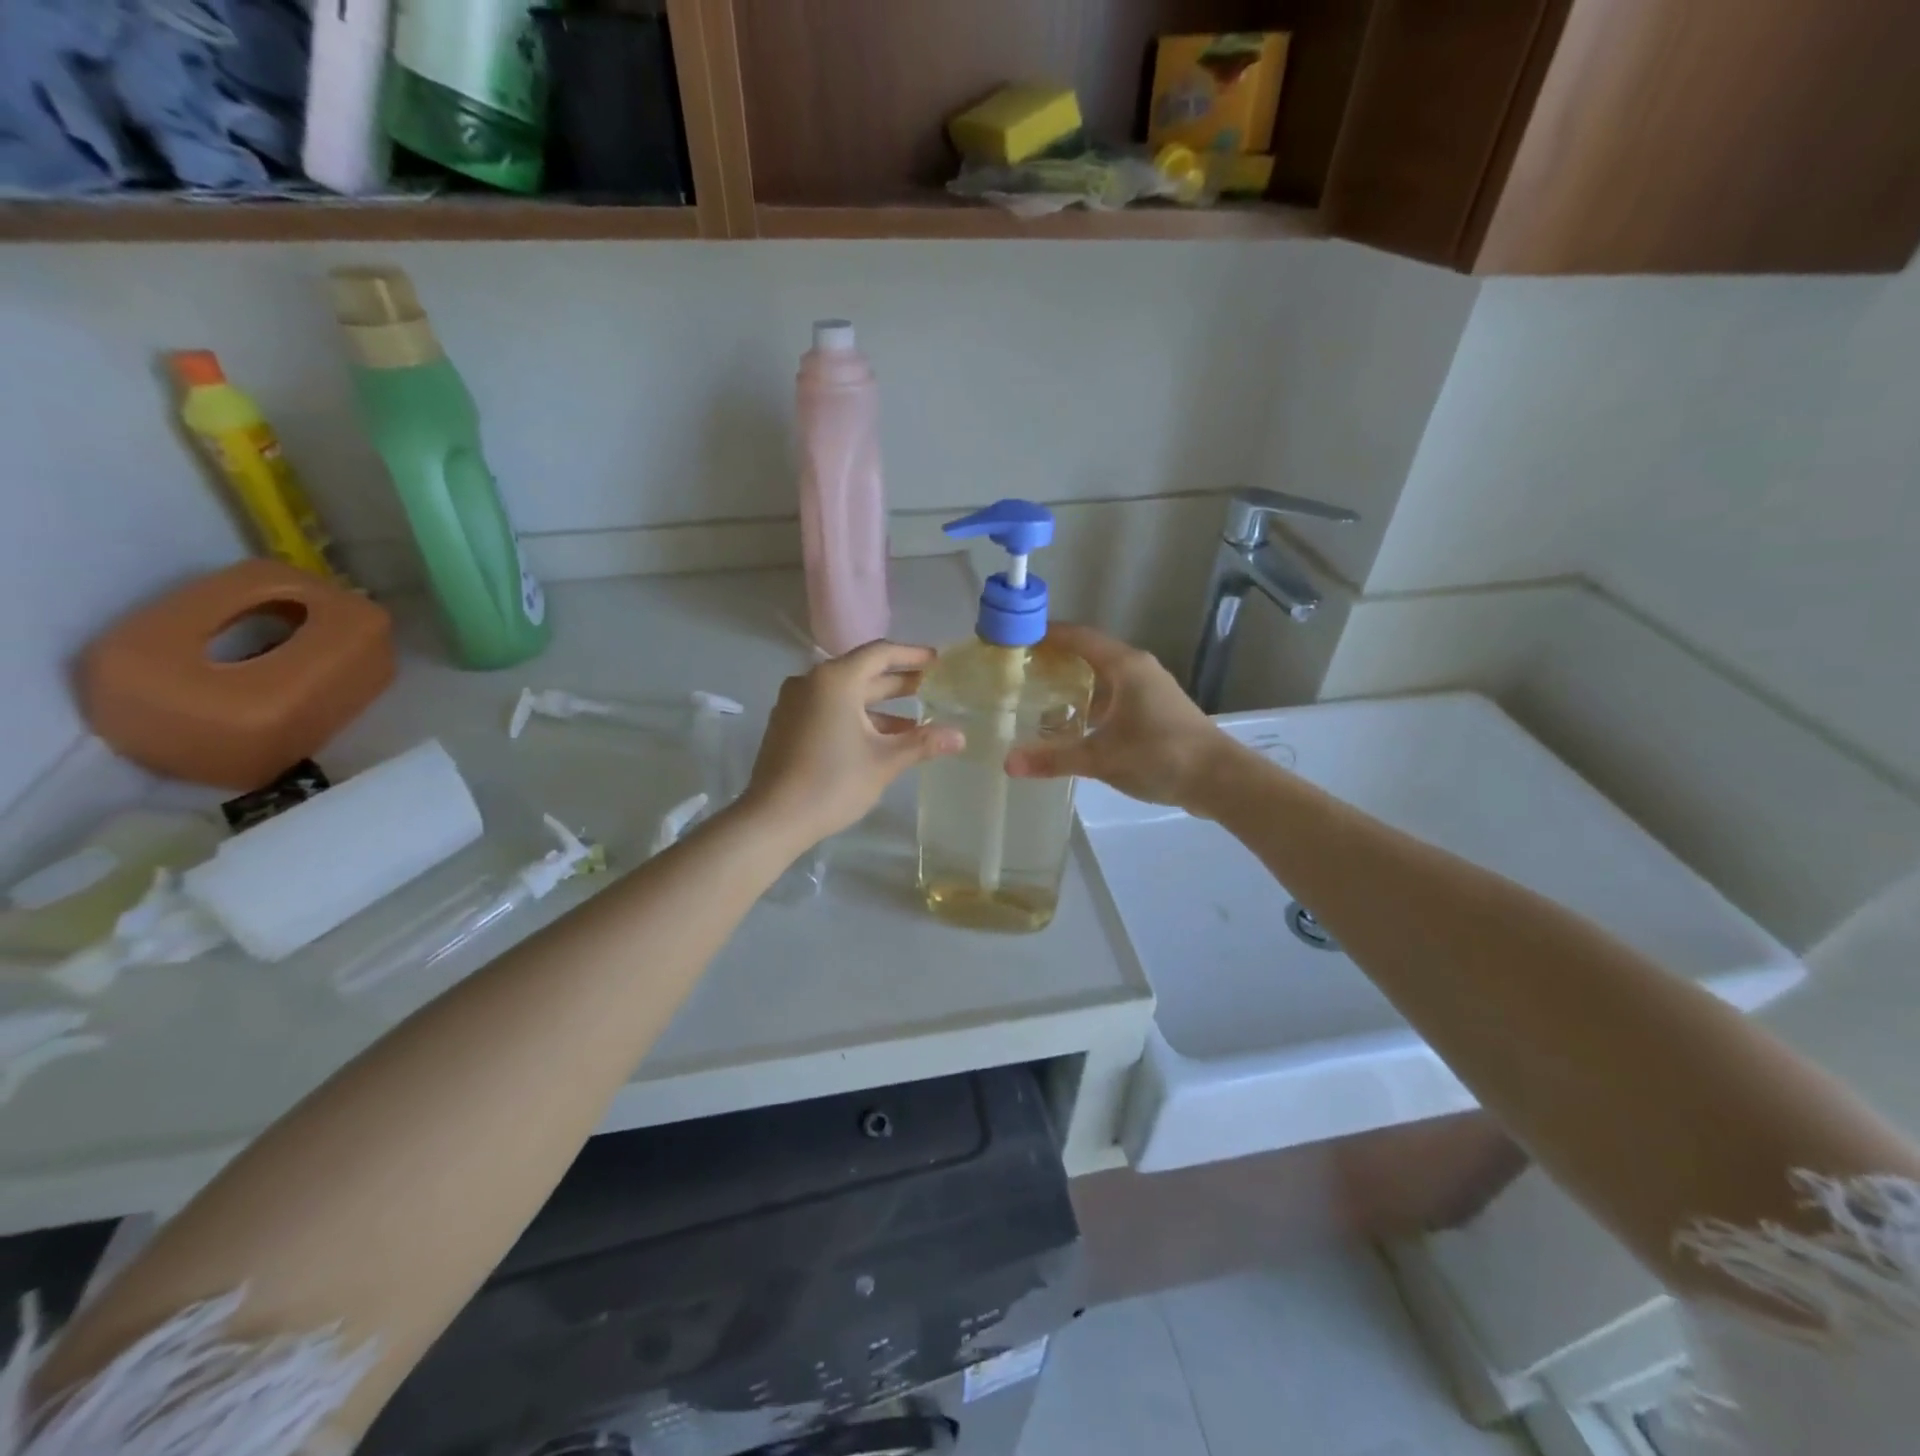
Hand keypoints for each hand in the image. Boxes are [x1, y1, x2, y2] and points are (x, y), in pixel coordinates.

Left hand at [741, 641, 963, 846]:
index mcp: (835, 680)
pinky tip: (880, 740)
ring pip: (846, 695)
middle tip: (933, 688)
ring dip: (880, 707)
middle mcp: (812, 682)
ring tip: (915, 722)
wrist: (772, 818)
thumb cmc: (832, 783)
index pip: (880, 654)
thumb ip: (923, 743)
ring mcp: (795, 703)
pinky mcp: (787, 724)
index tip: (938, 661)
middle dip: (899, 683)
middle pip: (862, 672)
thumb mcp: (884, 762)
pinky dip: (857, 717)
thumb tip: (960, 737)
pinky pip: (829, 709)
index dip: (913, 655)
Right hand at [1006, 624, 1229, 810]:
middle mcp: (1137, 669)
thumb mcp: (1102, 758)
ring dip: (1072, 686)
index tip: (1014, 638)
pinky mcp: (1154, 711)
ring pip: (1102, 678)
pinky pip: (1113, 697)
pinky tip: (1072, 727)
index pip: (1078, 636)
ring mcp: (1148, 690)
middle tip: (1018, 672)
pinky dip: (1090, 705)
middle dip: (1054, 661)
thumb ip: (1054, 758)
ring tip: (1037, 699)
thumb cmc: (1161, 755)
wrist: (1220, 779)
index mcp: (1124, 666)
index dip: (1046, 634)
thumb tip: (1008, 764)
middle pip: (1088, 654)